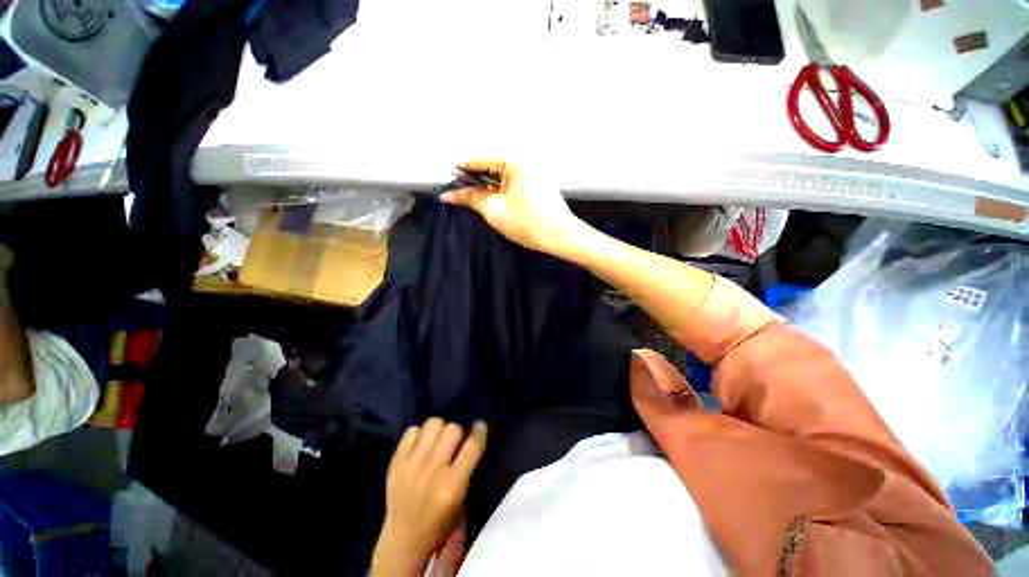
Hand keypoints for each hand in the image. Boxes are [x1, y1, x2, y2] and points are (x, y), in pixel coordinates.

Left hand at [371, 418, 487, 575]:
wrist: (403, 539)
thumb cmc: (439, 524)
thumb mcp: (461, 500)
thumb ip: (466, 469)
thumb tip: (470, 440)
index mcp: (453, 484)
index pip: (472, 446)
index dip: (479, 432)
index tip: (480, 426)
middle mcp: (433, 469)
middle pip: (453, 429)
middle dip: (457, 432)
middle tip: (454, 442)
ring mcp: (412, 463)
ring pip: (433, 424)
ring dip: (439, 429)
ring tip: (437, 440)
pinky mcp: (396, 461)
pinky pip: (411, 431)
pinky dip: (419, 434)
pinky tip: (420, 445)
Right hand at [440, 159, 581, 255]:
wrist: (561, 237)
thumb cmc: (527, 223)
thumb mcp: (494, 210)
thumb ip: (471, 198)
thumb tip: (449, 194)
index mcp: (513, 161)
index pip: (478, 160)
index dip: (460, 172)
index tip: (446, 183)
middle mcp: (523, 160)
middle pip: (489, 166)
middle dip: (472, 181)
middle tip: (457, 196)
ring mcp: (531, 172)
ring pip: (499, 176)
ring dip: (485, 187)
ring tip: (471, 201)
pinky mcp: (535, 184)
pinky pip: (510, 183)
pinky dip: (498, 190)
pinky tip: (490, 201)